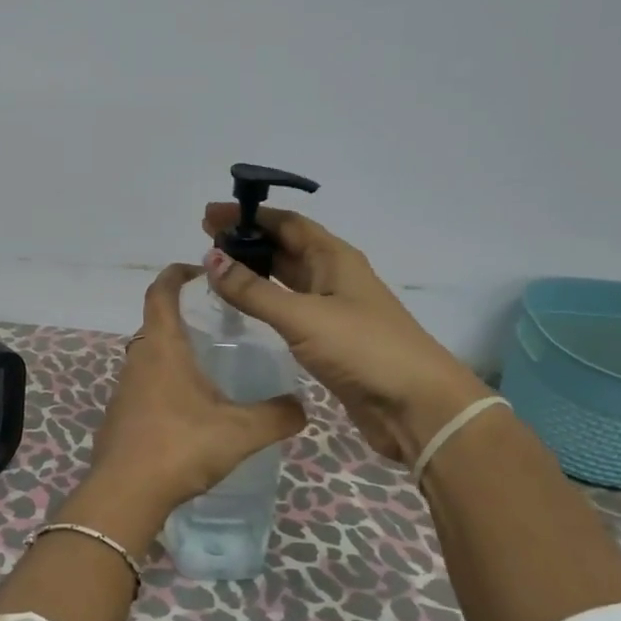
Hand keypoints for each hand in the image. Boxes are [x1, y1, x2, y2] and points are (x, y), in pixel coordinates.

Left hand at [87, 264, 307, 520]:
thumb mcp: (240, 432)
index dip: (177, 274)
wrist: (125, 495)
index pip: (161, 292)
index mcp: (162, 347)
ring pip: (149, 357)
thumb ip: (277, 416)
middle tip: (218, 324)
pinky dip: (164, 384)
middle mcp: (138, 360)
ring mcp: (123, 389)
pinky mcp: (119, 416)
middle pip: (155, 323)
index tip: (199, 271)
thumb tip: (302, 406)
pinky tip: (189, 410)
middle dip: (182, 315)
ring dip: (174, 352)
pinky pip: (143, 386)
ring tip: (209, 366)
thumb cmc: (181, 447)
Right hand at [201, 204, 490, 464]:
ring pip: (286, 278)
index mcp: (334, 258)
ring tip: (216, 269)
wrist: (415, 406)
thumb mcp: (303, 316)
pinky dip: (264, 302)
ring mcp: (333, 308)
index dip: (248, 215)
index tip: (209, 215)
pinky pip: (289, 309)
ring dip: (254, 270)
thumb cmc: (363, 349)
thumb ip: (253, 290)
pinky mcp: (329, 339)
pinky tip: (243, 307)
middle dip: (247, 240)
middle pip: (285, 247)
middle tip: (204, 241)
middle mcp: (334, 276)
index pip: (286, 223)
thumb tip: (209, 259)